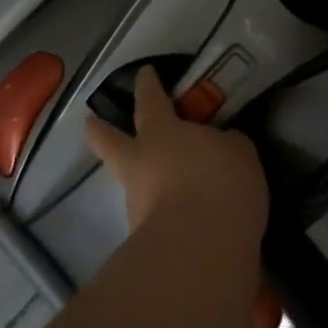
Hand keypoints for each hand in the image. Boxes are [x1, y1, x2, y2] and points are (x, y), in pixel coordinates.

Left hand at [85, 66, 268, 238]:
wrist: (199, 253)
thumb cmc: (219, 184)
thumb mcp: (237, 153)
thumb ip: (224, 145)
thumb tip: (218, 148)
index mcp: (160, 132)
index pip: (151, 99)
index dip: (148, 84)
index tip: (144, 73)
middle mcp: (140, 165)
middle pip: (111, 142)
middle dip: (100, 131)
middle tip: (90, 122)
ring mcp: (137, 206)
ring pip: (135, 185)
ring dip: (145, 184)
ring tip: (173, 189)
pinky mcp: (144, 244)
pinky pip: (156, 220)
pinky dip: (167, 218)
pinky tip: (190, 224)